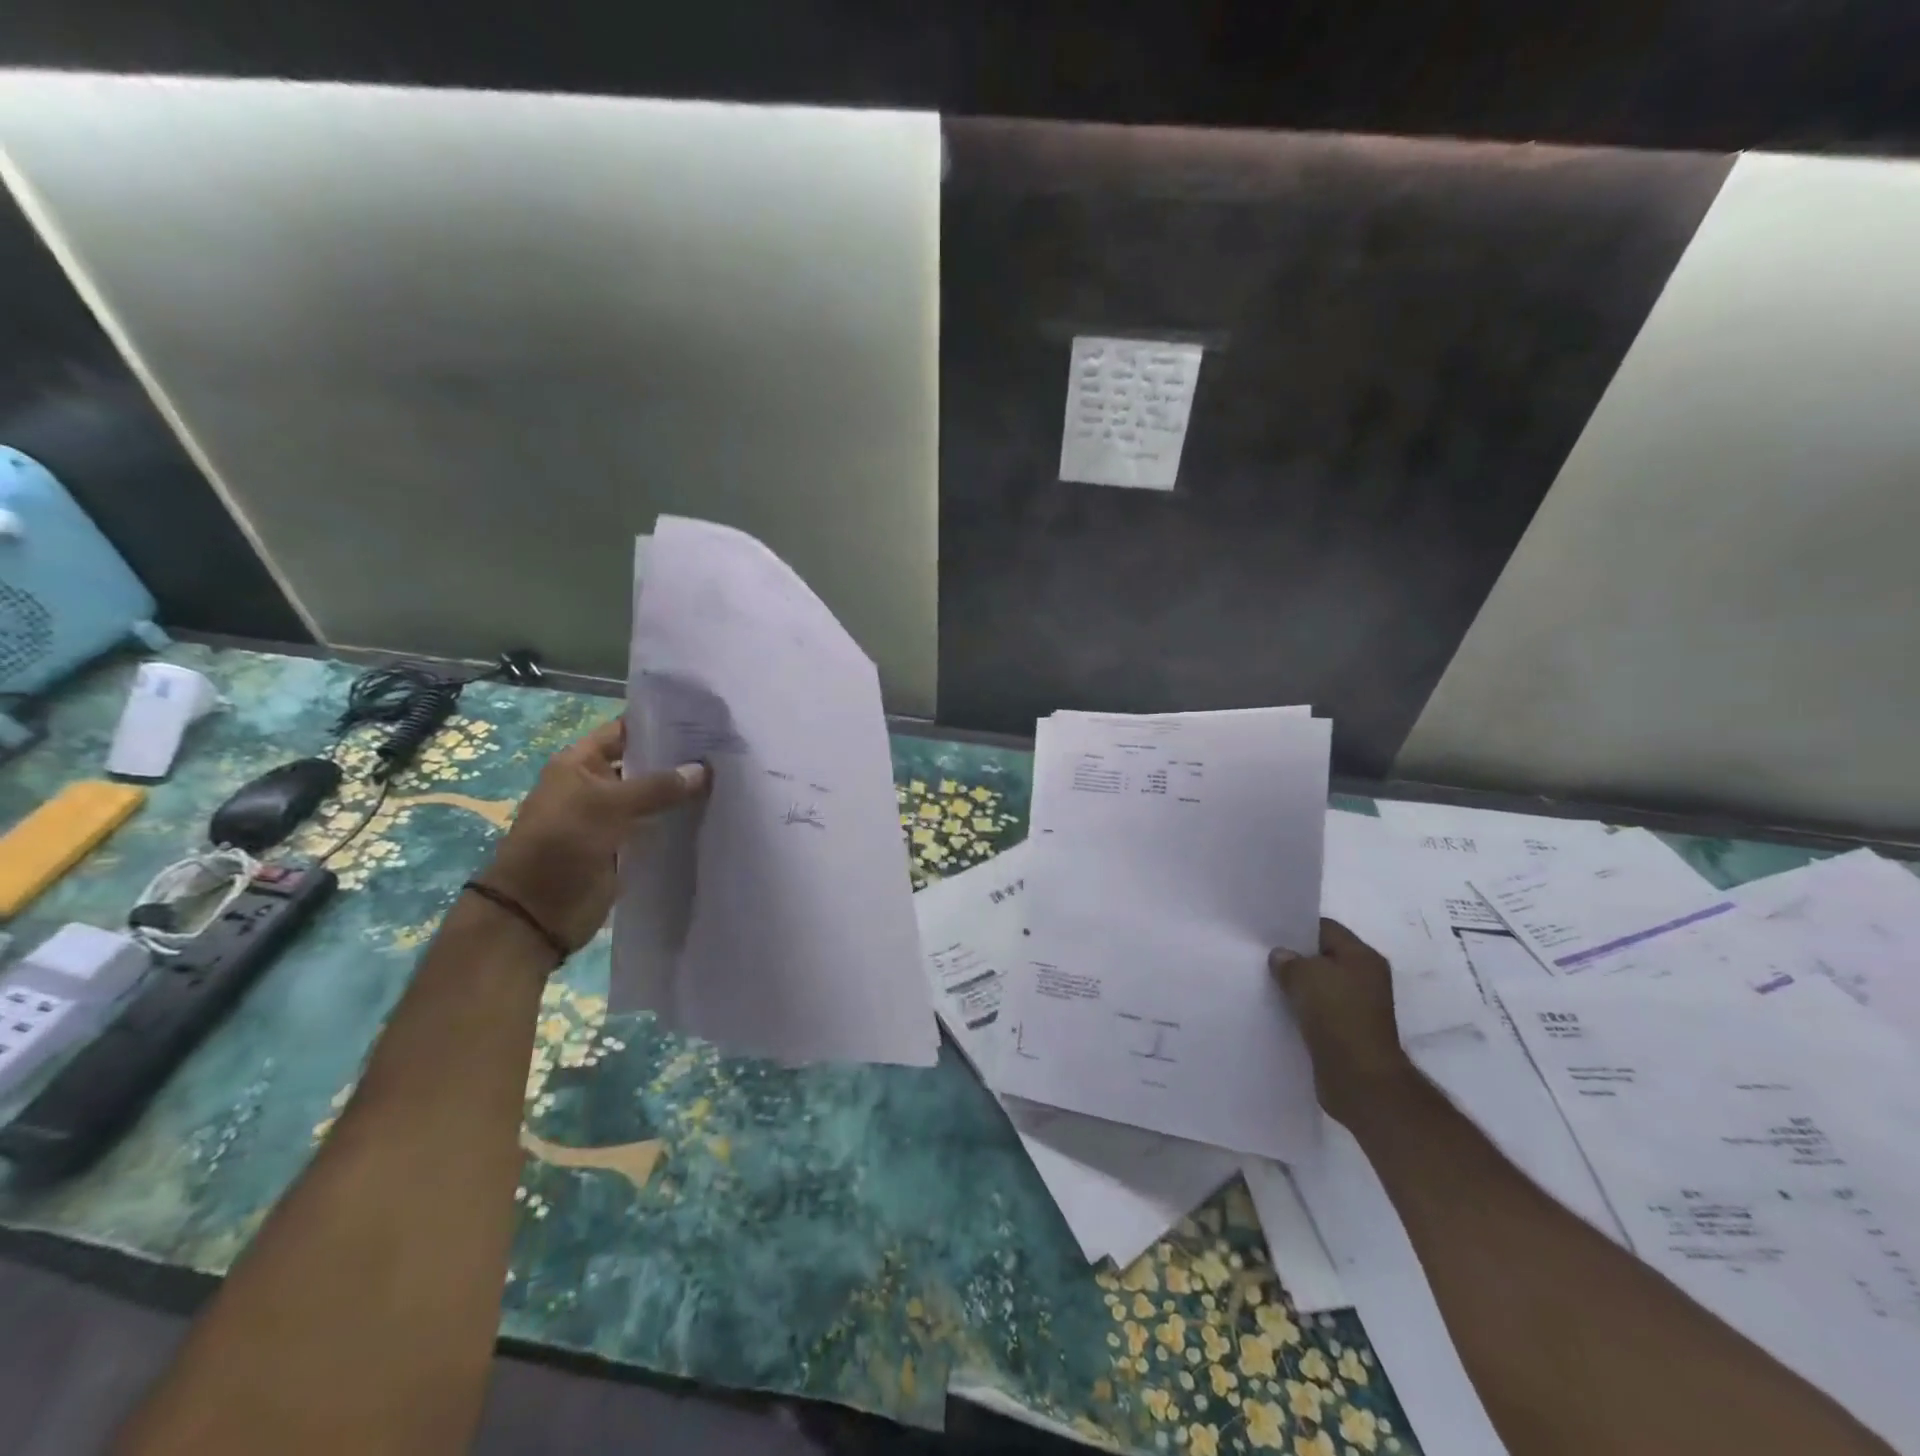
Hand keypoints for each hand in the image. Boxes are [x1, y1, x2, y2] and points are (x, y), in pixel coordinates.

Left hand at [479, 719, 708, 952]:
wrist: (538, 912)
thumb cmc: (562, 844)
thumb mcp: (608, 806)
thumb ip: (658, 786)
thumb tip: (704, 769)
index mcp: (580, 764)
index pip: (624, 731)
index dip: (658, 723)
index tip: (702, 719)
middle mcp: (597, 785)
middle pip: (643, 764)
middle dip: (678, 759)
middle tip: (725, 749)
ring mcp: (611, 818)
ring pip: (654, 798)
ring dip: (682, 793)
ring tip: (728, 778)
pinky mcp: (625, 847)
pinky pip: (657, 828)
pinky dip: (679, 822)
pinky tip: (713, 813)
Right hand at [1270, 919, 1414, 1122]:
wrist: (1360, 1079)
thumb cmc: (1337, 1016)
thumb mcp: (1305, 975)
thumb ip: (1288, 960)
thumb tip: (1281, 957)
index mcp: (1363, 957)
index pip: (1325, 929)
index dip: (1296, 928)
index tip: (1267, 933)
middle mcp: (1365, 978)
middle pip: (1322, 957)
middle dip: (1294, 958)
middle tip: (1261, 957)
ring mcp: (1357, 1007)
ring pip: (1318, 986)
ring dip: (1295, 986)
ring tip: (1264, 983)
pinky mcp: (1346, 1032)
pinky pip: (1317, 1011)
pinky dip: (1300, 1009)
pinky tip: (1277, 1010)